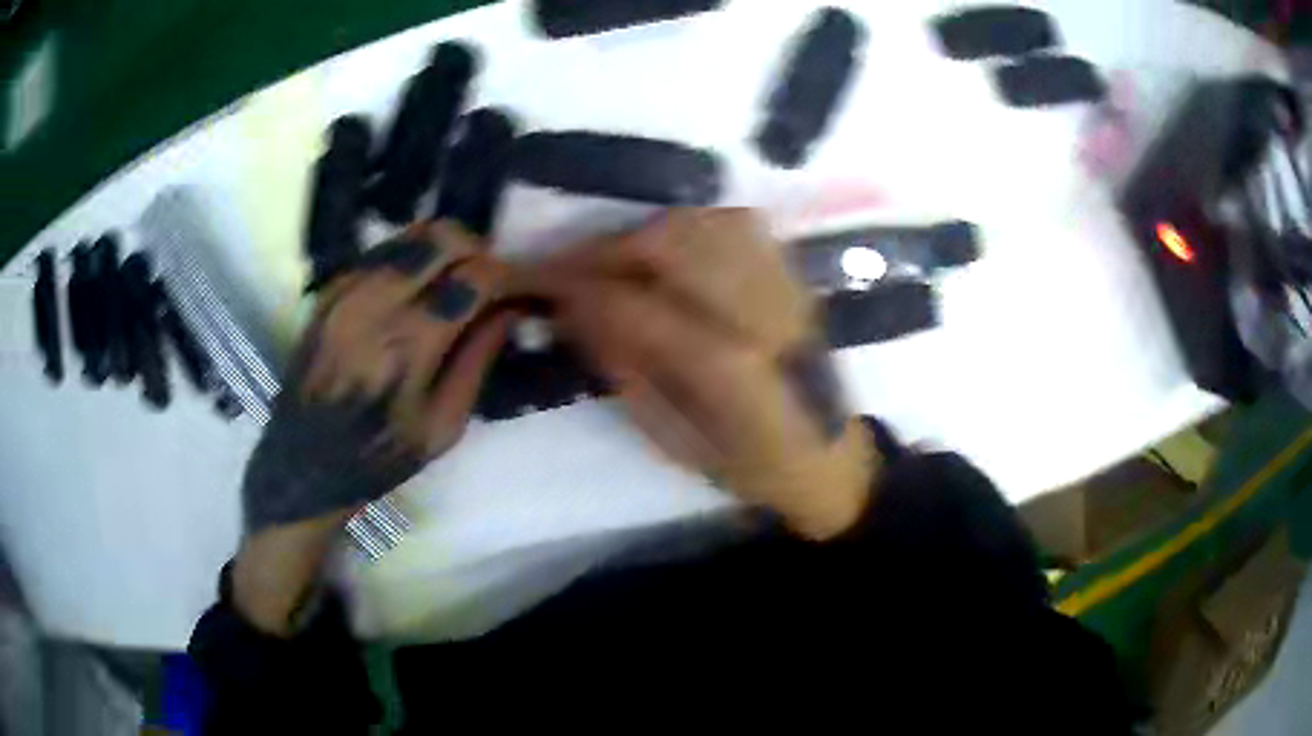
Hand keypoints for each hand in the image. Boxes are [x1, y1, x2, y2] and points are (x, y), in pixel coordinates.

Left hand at [234, 221, 511, 633]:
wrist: (304, 463)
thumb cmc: (380, 455)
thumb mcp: (442, 428)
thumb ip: (477, 362)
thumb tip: (508, 311)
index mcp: (409, 345)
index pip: (473, 276)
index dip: (505, 275)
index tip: (515, 290)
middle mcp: (375, 304)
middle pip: (441, 238)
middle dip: (475, 249)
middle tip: (484, 277)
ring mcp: (345, 292)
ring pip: (408, 236)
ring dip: (441, 249)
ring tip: (450, 278)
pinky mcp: (327, 292)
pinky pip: (378, 252)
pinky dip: (406, 258)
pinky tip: (412, 288)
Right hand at [515, 209, 879, 539]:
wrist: (827, 457)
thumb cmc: (748, 467)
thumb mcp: (672, 438)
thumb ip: (623, 369)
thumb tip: (572, 312)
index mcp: (730, 371)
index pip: (636, 305)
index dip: (579, 287)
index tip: (538, 284)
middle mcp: (760, 313)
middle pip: (671, 245)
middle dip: (606, 249)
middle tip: (567, 268)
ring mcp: (783, 287)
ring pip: (703, 224)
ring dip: (644, 232)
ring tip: (611, 259)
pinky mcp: (793, 277)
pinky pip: (735, 225)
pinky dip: (688, 227)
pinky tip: (664, 251)